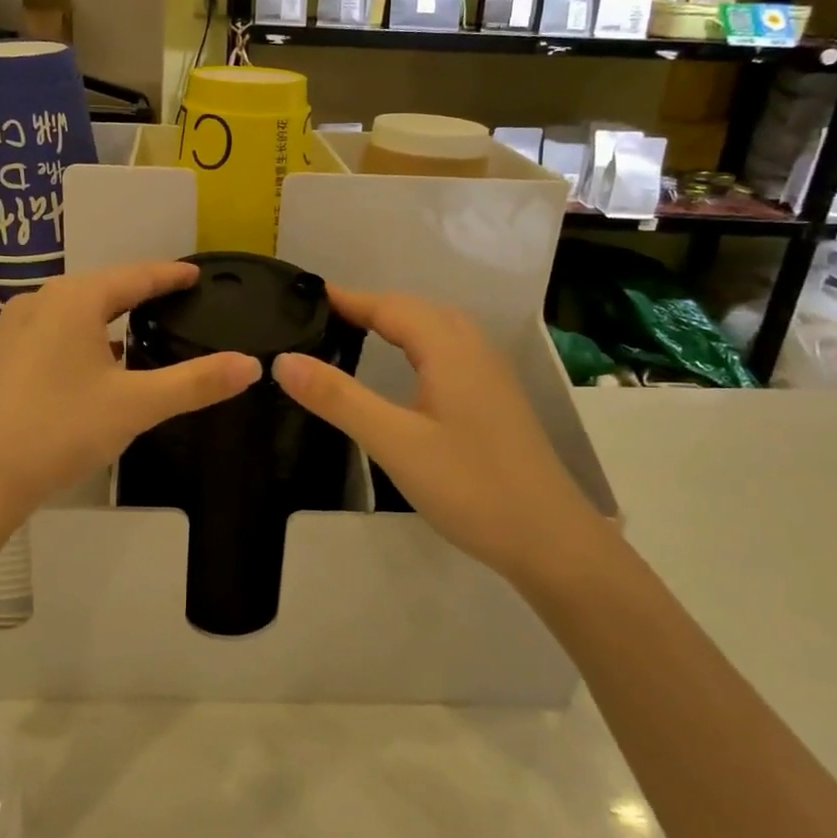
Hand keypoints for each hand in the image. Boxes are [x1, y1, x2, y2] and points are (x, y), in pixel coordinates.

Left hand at [0, 262, 259, 539]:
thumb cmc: (59, 429)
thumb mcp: (136, 405)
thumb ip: (196, 382)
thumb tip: (251, 365)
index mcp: (74, 299)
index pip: (136, 276)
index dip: (170, 275)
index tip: (197, 274)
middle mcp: (42, 303)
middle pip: (104, 289)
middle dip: (142, 292)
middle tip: (179, 299)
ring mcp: (16, 331)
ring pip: (78, 313)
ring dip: (112, 318)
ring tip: (146, 328)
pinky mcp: (4, 359)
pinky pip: (58, 335)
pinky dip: (88, 339)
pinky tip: (102, 364)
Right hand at [273, 289, 609, 590]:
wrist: (551, 541)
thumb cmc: (470, 486)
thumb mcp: (394, 442)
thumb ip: (339, 398)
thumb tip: (285, 360)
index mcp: (450, 350)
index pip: (390, 306)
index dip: (348, 299)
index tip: (306, 296)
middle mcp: (474, 351)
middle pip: (417, 311)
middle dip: (371, 306)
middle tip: (324, 318)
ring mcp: (491, 377)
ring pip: (438, 331)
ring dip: (397, 323)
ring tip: (356, 335)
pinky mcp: (497, 402)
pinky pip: (451, 353)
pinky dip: (418, 346)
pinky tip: (407, 373)